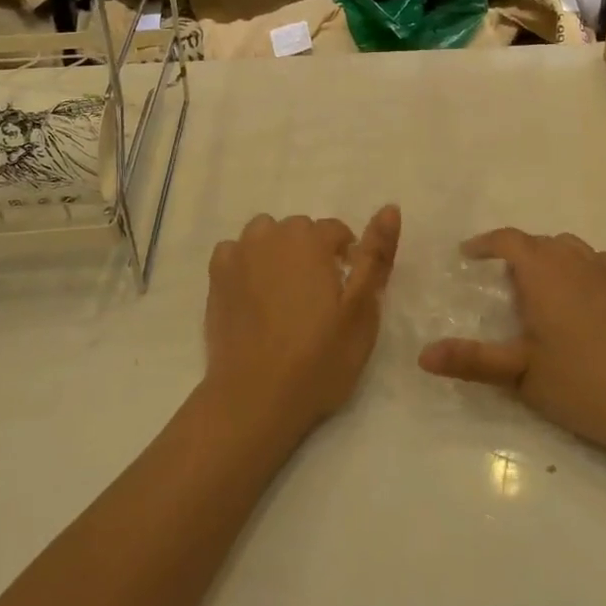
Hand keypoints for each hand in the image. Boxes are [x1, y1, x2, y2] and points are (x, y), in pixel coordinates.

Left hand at [204, 207, 401, 445]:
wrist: (255, 397)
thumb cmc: (318, 358)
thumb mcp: (362, 311)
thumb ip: (376, 256)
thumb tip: (390, 207)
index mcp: (309, 240)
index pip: (335, 230)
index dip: (346, 258)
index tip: (345, 291)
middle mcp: (271, 236)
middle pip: (299, 230)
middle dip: (312, 252)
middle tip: (318, 298)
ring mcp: (238, 254)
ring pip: (265, 235)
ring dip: (278, 252)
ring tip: (285, 293)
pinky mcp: (215, 277)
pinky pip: (235, 252)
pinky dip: (246, 263)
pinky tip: (253, 294)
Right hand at [418, 228, 605, 460]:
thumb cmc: (583, 384)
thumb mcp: (519, 374)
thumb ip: (471, 360)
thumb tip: (422, 356)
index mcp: (544, 274)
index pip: (510, 240)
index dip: (486, 243)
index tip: (467, 255)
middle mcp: (575, 265)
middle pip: (539, 241)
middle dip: (514, 251)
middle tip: (494, 278)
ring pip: (571, 247)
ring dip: (547, 254)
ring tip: (534, 282)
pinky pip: (600, 262)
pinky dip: (582, 264)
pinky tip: (580, 289)